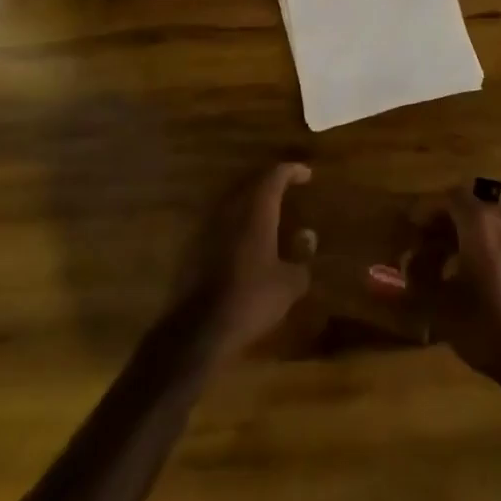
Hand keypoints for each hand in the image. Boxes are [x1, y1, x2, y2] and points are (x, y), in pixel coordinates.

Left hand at [169, 163, 314, 361]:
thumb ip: (301, 258)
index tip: (306, 174)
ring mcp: (207, 227)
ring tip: (268, 212)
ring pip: (232, 201)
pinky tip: (245, 239)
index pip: (274, 176)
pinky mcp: (193, 247)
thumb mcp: (289, 284)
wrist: (197, 329)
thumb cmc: (251, 299)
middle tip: (287, 188)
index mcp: (255, 211)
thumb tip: (307, 237)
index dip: (291, 171)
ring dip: (251, 202)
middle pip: (251, 183)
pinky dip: (236, 222)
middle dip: (270, 183)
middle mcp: (229, 210)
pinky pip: (220, 222)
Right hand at [387, 188, 500, 385]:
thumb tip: (408, 261)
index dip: (428, 211)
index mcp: (480, 224)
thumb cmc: (484, 324)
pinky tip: (471, 279)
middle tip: (423, 249)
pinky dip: (482, 250)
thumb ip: (418, 276)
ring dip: (463, 239)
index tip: (412, 229)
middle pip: (469, 211)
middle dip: (444, 226)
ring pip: (487, 228)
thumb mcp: (438, 304)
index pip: (451, 197)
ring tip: (444, 266)